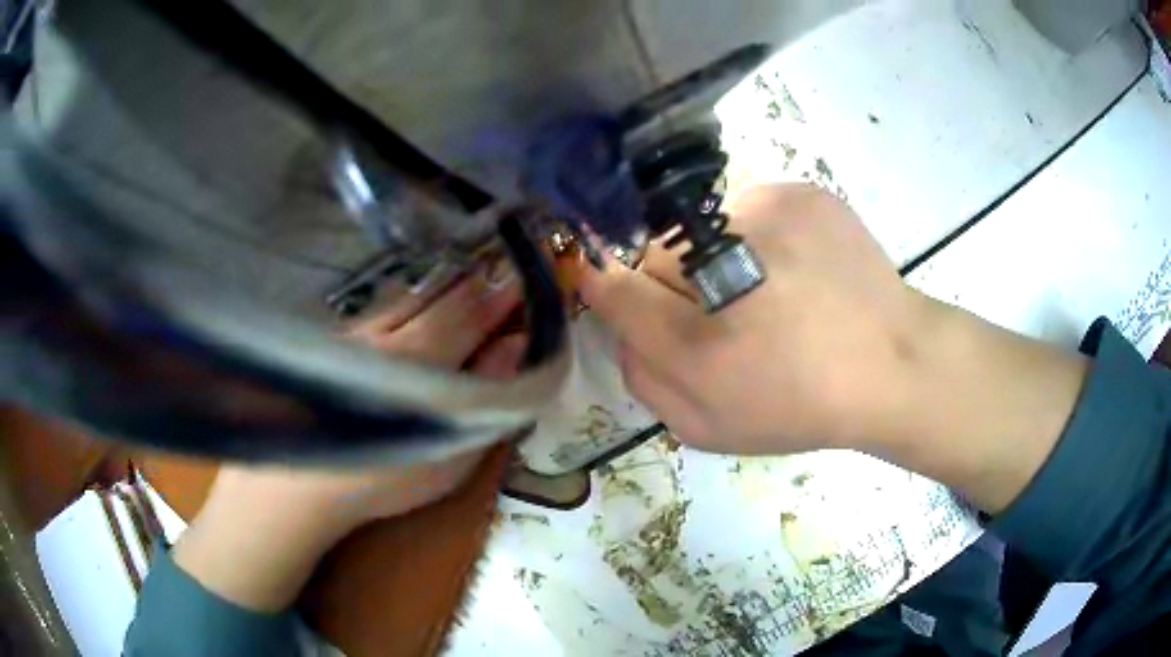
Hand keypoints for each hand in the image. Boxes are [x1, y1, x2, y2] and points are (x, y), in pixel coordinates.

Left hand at [172, 271, 525, 611]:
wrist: (300, 486)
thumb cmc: (384, 479)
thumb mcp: (450, 455)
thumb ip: (486, 399)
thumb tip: (514, 347)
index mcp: (423, 359)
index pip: (470, 315)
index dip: (499, 296)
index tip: (523, 280)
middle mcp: (390, 335)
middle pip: (438, 297)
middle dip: (472, 282)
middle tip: (497, 270)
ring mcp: (357, 336)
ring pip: (406, 299)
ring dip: (437, 287)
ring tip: (459, 277)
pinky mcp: (335, 345)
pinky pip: (379, 311)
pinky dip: (402, 303)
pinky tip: (405, 305)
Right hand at [581, 183, 1087, 512]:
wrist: (894, 365)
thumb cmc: (802, 406)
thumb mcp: (708, 427)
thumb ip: (645, 378)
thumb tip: (619, 317)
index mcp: (699, 342)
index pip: (608, 283)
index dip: (604, 284)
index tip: (617, 290)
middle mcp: (724, 265)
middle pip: (651, 249)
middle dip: (667, 279)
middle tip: (718, 309)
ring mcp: (769, 214)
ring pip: (699, 224)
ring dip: (711, 253)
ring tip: (764, 288)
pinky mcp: (801, 192)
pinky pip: (748, 206)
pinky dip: (756, 232)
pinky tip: (794, 266)